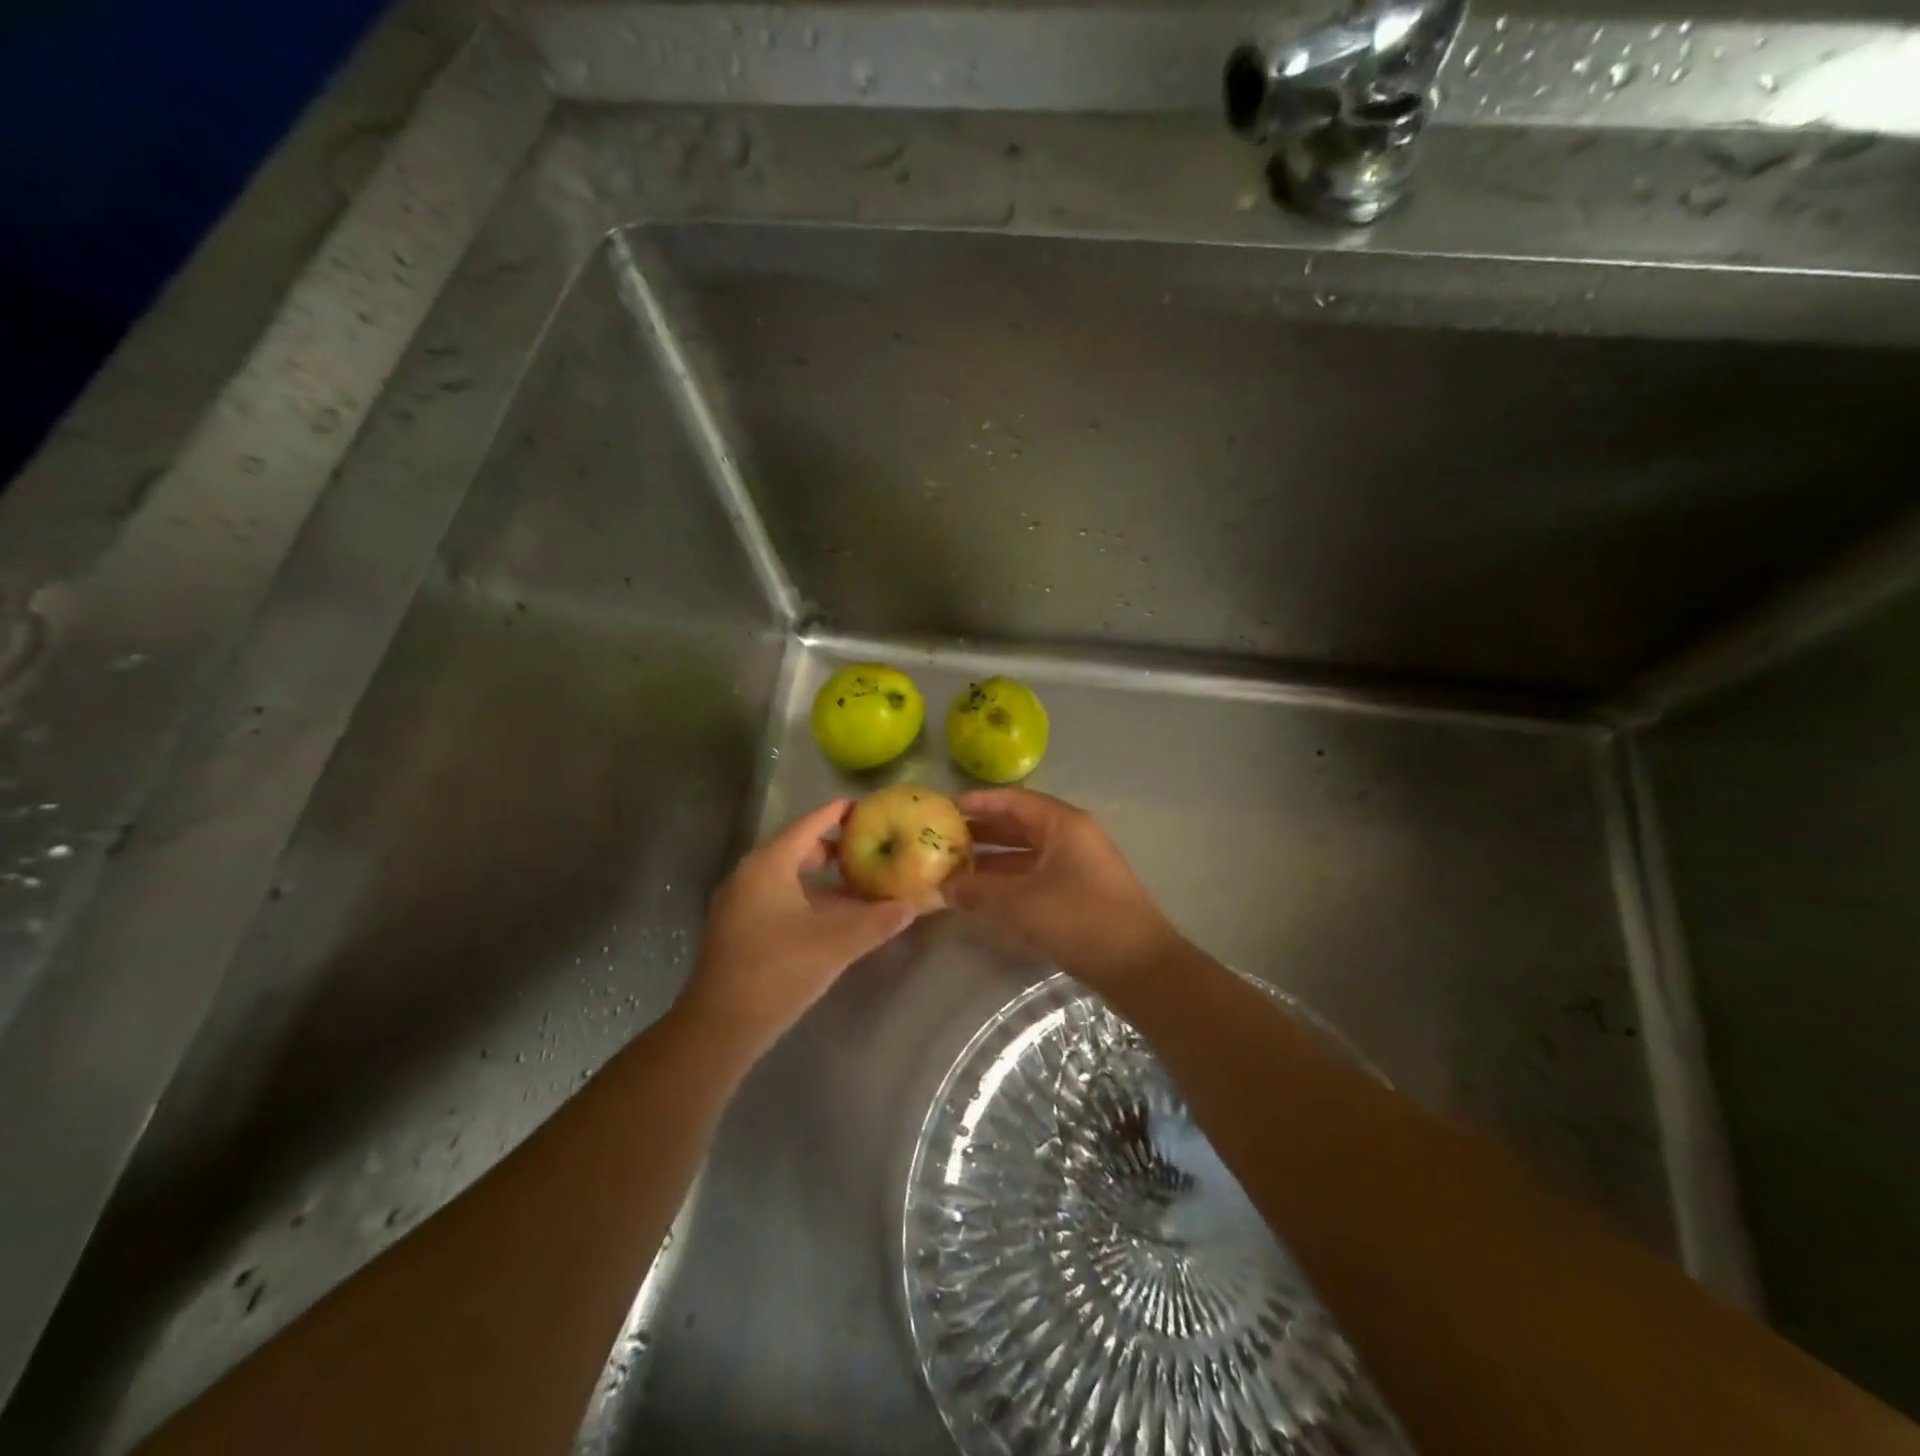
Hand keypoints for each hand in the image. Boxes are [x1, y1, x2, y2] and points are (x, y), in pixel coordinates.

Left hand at [676, 800, 917, 1055]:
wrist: (720, 1027)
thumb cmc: (777, 971)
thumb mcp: (835, 944)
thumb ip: (876, 921)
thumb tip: (912, 906)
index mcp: (768, 865)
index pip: (809, 825)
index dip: (838, 813)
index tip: (868, 807)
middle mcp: (750, 875)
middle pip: (799, 849)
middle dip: (837, 849)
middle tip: (873, 850)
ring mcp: (742, 903)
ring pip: (791, 879)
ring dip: (826, 882)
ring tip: (863, 888)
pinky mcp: (741, 929)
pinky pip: (781, 900)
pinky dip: (810, 902)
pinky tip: (837, 921)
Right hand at [944, 789, 1185, 989]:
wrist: (1139, 967)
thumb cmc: (1079, 920)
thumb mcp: (1020, 904)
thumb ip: (977, 891)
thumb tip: (943, 886)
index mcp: (1063, 824)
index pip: (1013, 800)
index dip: (978, 803)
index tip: (944, 809)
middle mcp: (1072, 837)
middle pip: (1019, 825)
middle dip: (981, 833)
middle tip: (942, 841)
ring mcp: (1079, 866)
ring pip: (1027, 854)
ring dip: (992, 861)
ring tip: (954, 870)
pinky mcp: (1080, 893)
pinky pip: (1036, 876)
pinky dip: (1009, 882)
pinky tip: (983, 896)